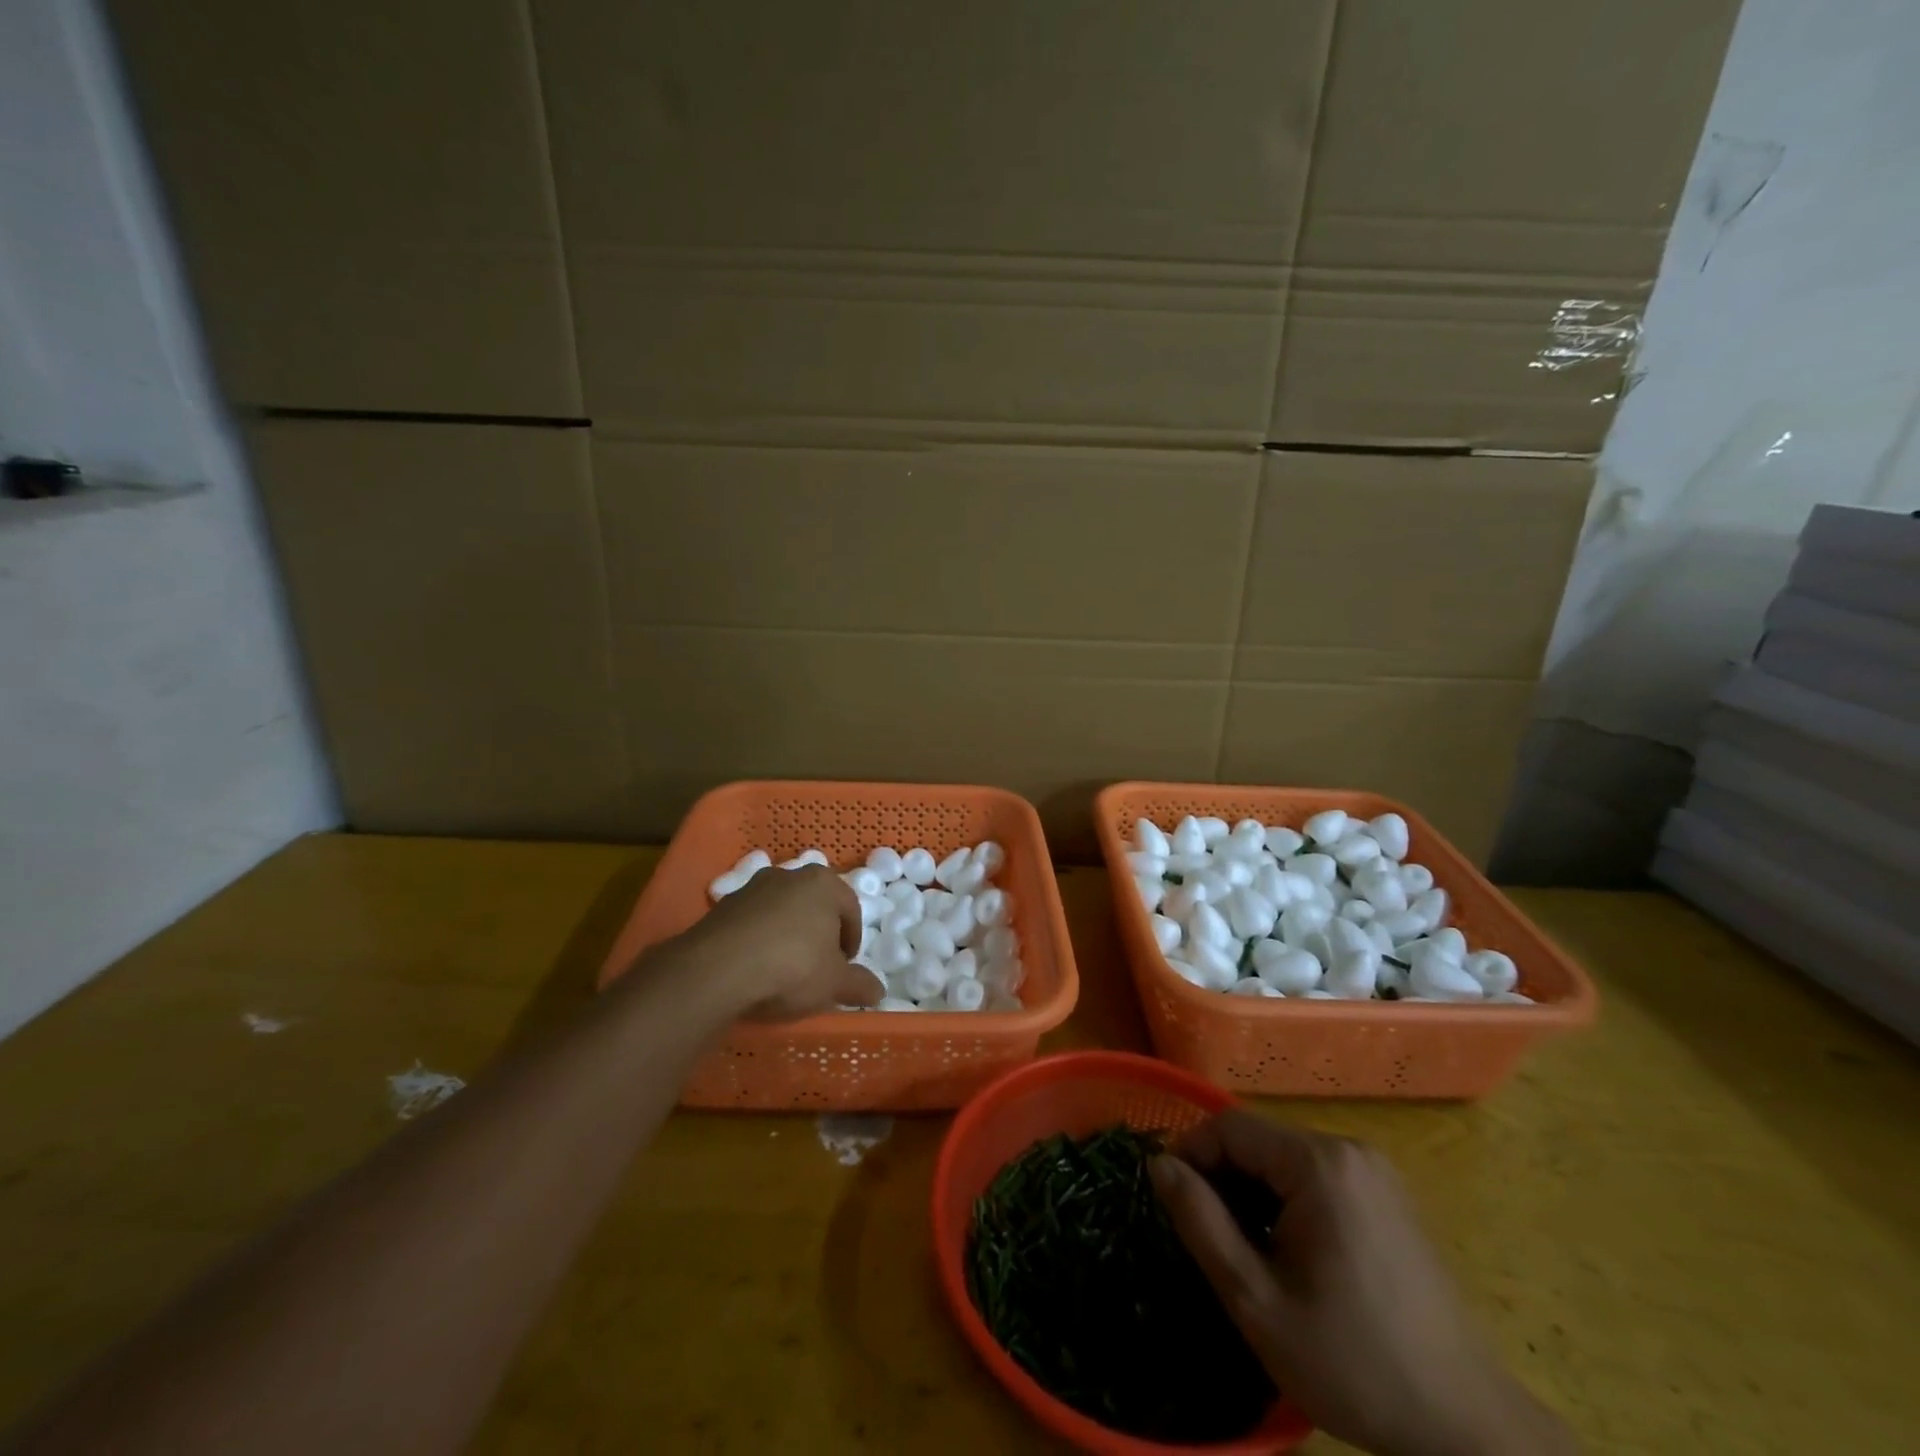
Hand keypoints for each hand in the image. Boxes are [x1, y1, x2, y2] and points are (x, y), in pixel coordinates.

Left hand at [663, 864, 880, 1020]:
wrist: (718, 969)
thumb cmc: (792, 966)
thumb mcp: (834, 983)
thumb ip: (860, 984)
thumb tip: (878, 991)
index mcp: (823, 883)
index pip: (850, 908)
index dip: (852, 939)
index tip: (846, 966)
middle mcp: (789, 875)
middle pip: (814, 905)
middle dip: (819, 933)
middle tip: (819, 966)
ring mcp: (752, 888)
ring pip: (782, 911)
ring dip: (788, 934)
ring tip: (785, 969)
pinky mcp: (723, 906)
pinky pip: (752, 922)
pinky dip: (759, 940)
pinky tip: (756, 968)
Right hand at [1149, 1113, 1575, 1455]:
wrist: (1467, 1428)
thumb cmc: (1353, 1363)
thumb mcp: (1257, 1300)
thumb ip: (1200, 1221)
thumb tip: (1158, 1164)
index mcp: (1319, 1163)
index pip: (1229, 1126)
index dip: (1190, 1154)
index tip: (1171, 1202)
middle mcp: (1348, 1149)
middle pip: (1259, 1140)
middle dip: (1222, 1178)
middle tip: (1206, 1236)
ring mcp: (1374, 1171)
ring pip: (1284, 1158)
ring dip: (1252, 1191)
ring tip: (1244, 1250)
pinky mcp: (1387, 1196)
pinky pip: (1316, 1176)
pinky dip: (1286, 1201)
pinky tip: (1289, 1253)